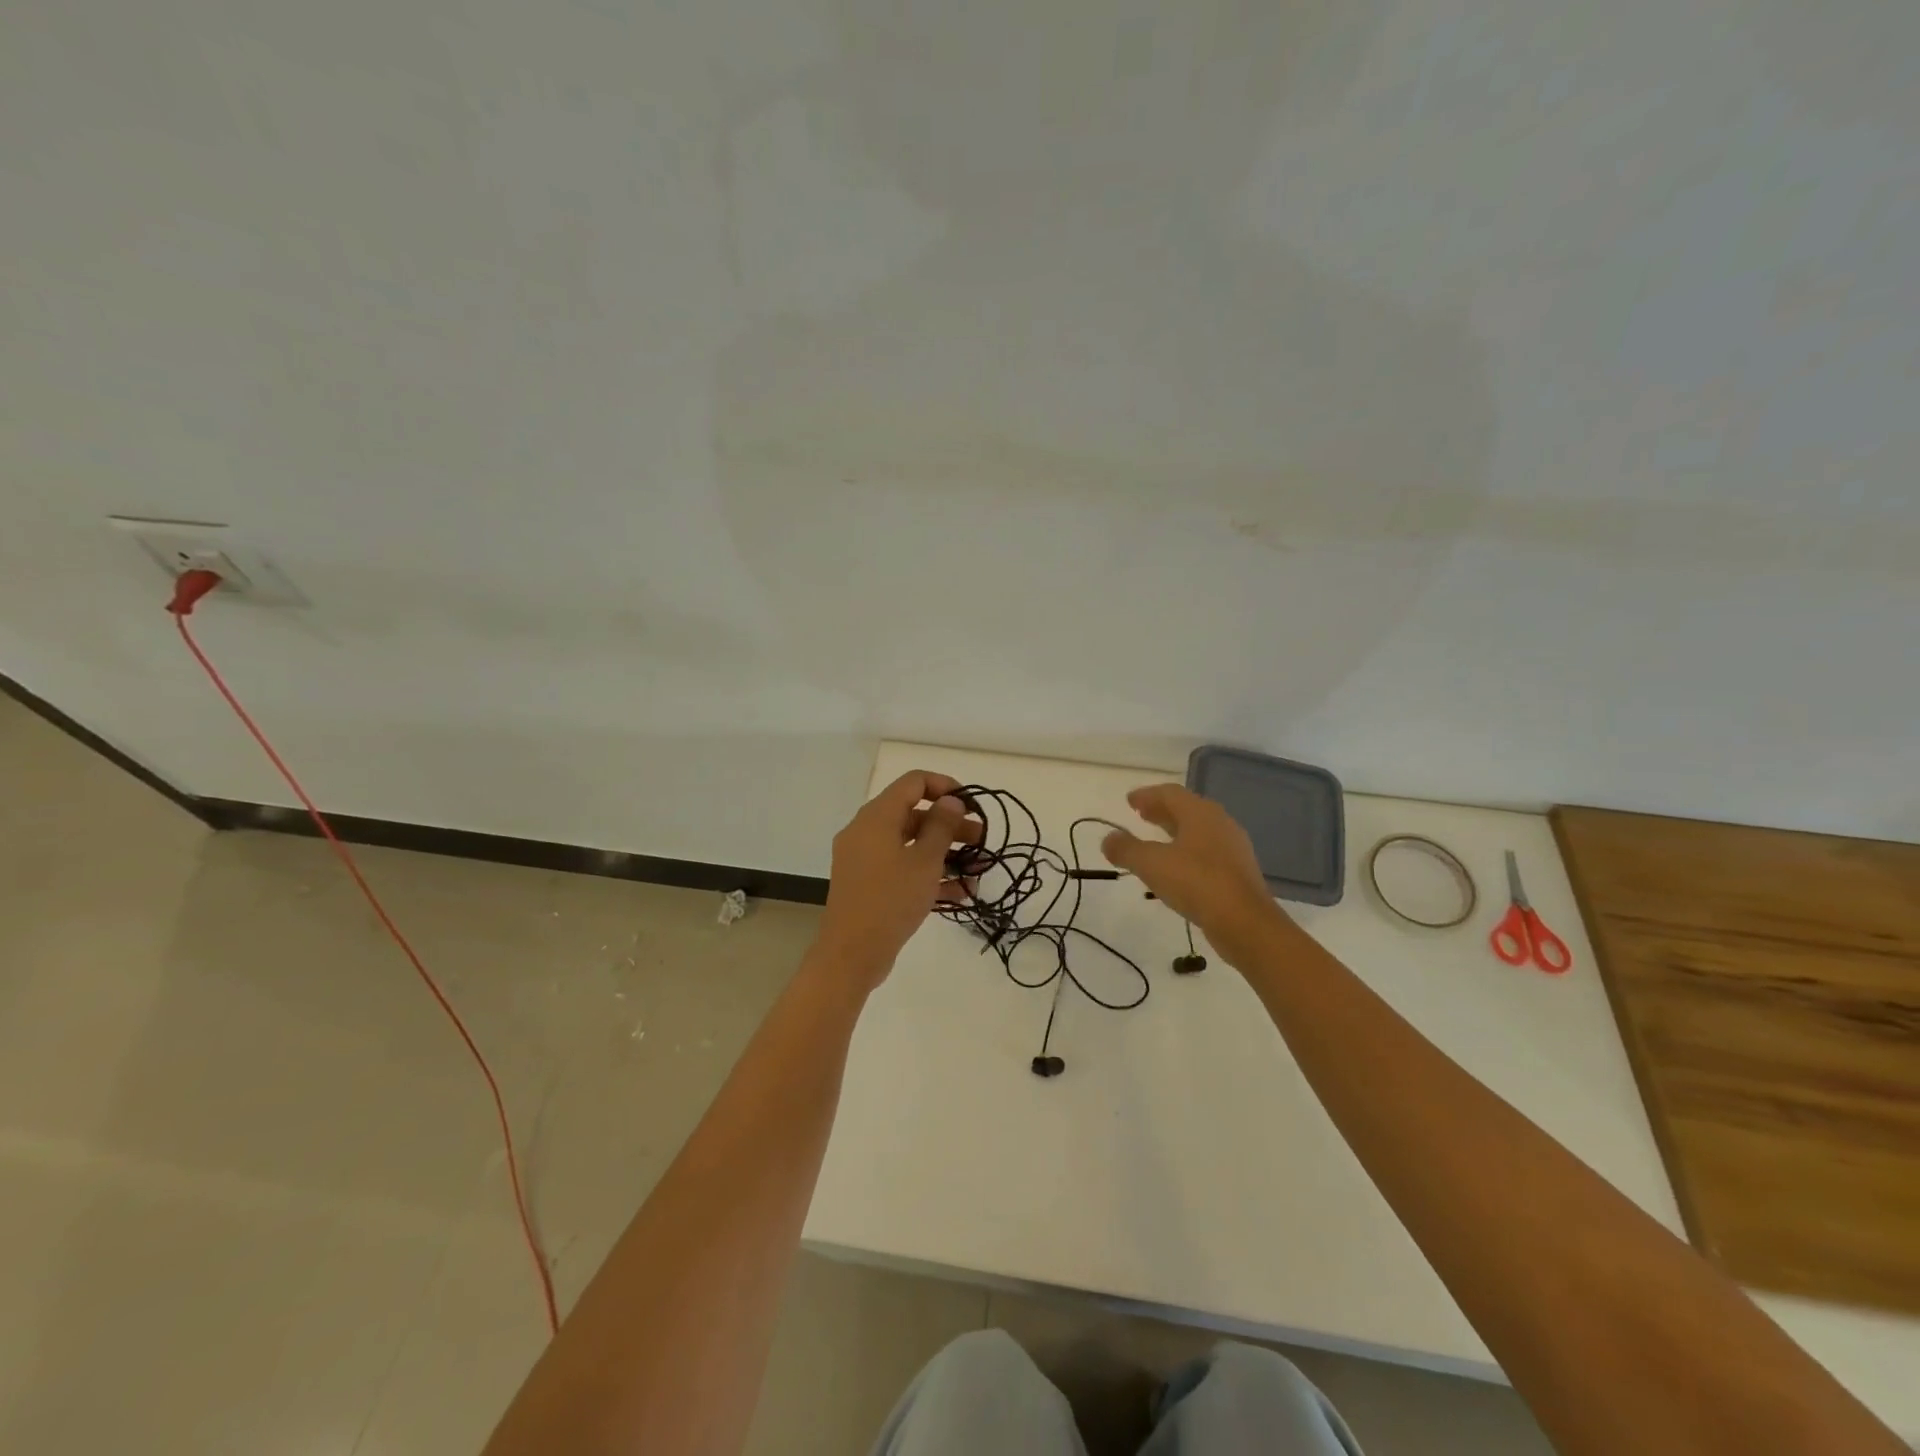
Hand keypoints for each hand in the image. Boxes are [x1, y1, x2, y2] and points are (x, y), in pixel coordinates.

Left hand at [813, 771, 981, 988]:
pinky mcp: (868, 884)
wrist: (851, 954)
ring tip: (977, 869)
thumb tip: (951, 800)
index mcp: (877, 817)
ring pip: (910, 844)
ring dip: (944, 853)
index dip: (945, 786)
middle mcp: (866, 831)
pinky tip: (959, 892)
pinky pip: (901, 868)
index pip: (913, 782)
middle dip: (950, 825)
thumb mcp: (925, 861)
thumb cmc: (890, 899)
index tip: (971, 805)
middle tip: (981, 840)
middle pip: (914, 814)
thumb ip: (941, 826)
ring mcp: (864, 859)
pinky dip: (927, 874)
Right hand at [1100, 784, 1287, 953]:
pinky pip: (1206, 852)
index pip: (1170, 793)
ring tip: (1154, 841)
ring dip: (1174, 831)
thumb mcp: (1151, 864)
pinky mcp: (1237, 872)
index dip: (1147, 795)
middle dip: (1161, 811)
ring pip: (1198, 831)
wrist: (1245, 923)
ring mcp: (1232, 848)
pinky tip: (1175, 868)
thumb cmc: (1196, 883)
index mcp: (1200, 813)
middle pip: (1186, 809)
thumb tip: (1108, 838)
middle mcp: (1219, 823)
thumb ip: (1126, 849)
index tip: (1129, 801)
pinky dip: (1186, 851)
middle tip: (1140, 815)